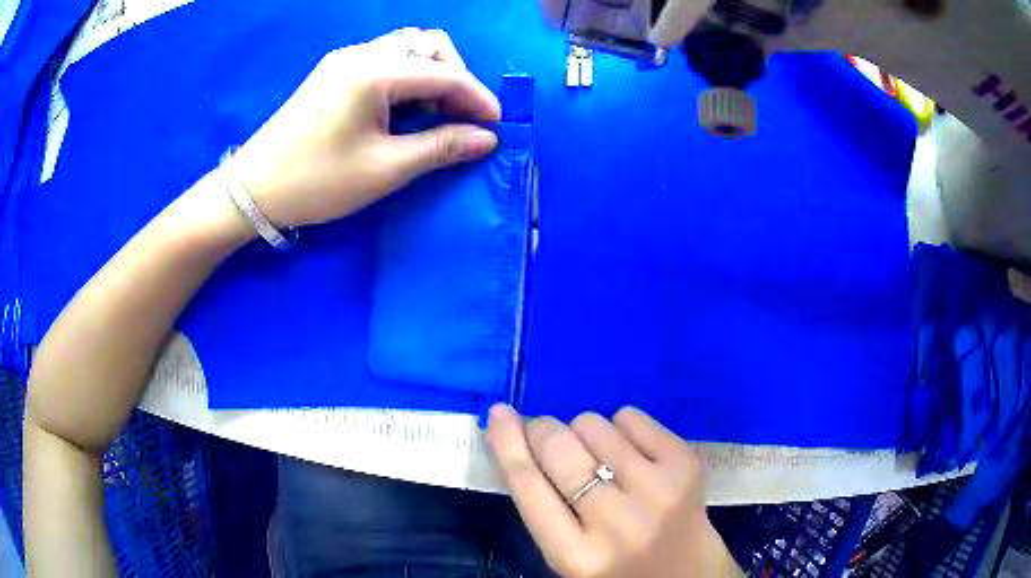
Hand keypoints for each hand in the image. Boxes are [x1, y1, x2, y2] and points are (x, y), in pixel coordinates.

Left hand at [231, 29, 500, 227]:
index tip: (497, 126)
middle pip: (428, 44)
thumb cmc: (317, 182)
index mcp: (373, 72)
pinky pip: (385, 60)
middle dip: (455, 76)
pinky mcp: (333, 72)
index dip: (477, 98)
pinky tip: (402, 111)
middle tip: (458, 118)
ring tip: (432, 116)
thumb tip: (486, 139)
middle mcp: (361, 54)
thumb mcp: (384, 169)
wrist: (253, 189)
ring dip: (431, 76)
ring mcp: (344, 60)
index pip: (444, 74)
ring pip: (407, 48)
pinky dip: (407, 79)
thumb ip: (440, 148)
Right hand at [486, 406, 741, 577]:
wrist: (689, 572)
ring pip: (593, 425)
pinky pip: (630, 416)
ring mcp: (656, 491)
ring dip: (584, 432)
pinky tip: (630, 454)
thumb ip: (544, 508)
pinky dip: (620, 426)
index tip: (498, 413)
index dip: (507, 443)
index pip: (528, 486)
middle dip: (544, 430)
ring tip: (600, 458)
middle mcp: (616, 523)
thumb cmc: (618, 567)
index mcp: (575, 556)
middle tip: (548, 436)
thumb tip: (519, 436)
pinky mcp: (685, 465)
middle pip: (559, 447)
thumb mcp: (568, 554)